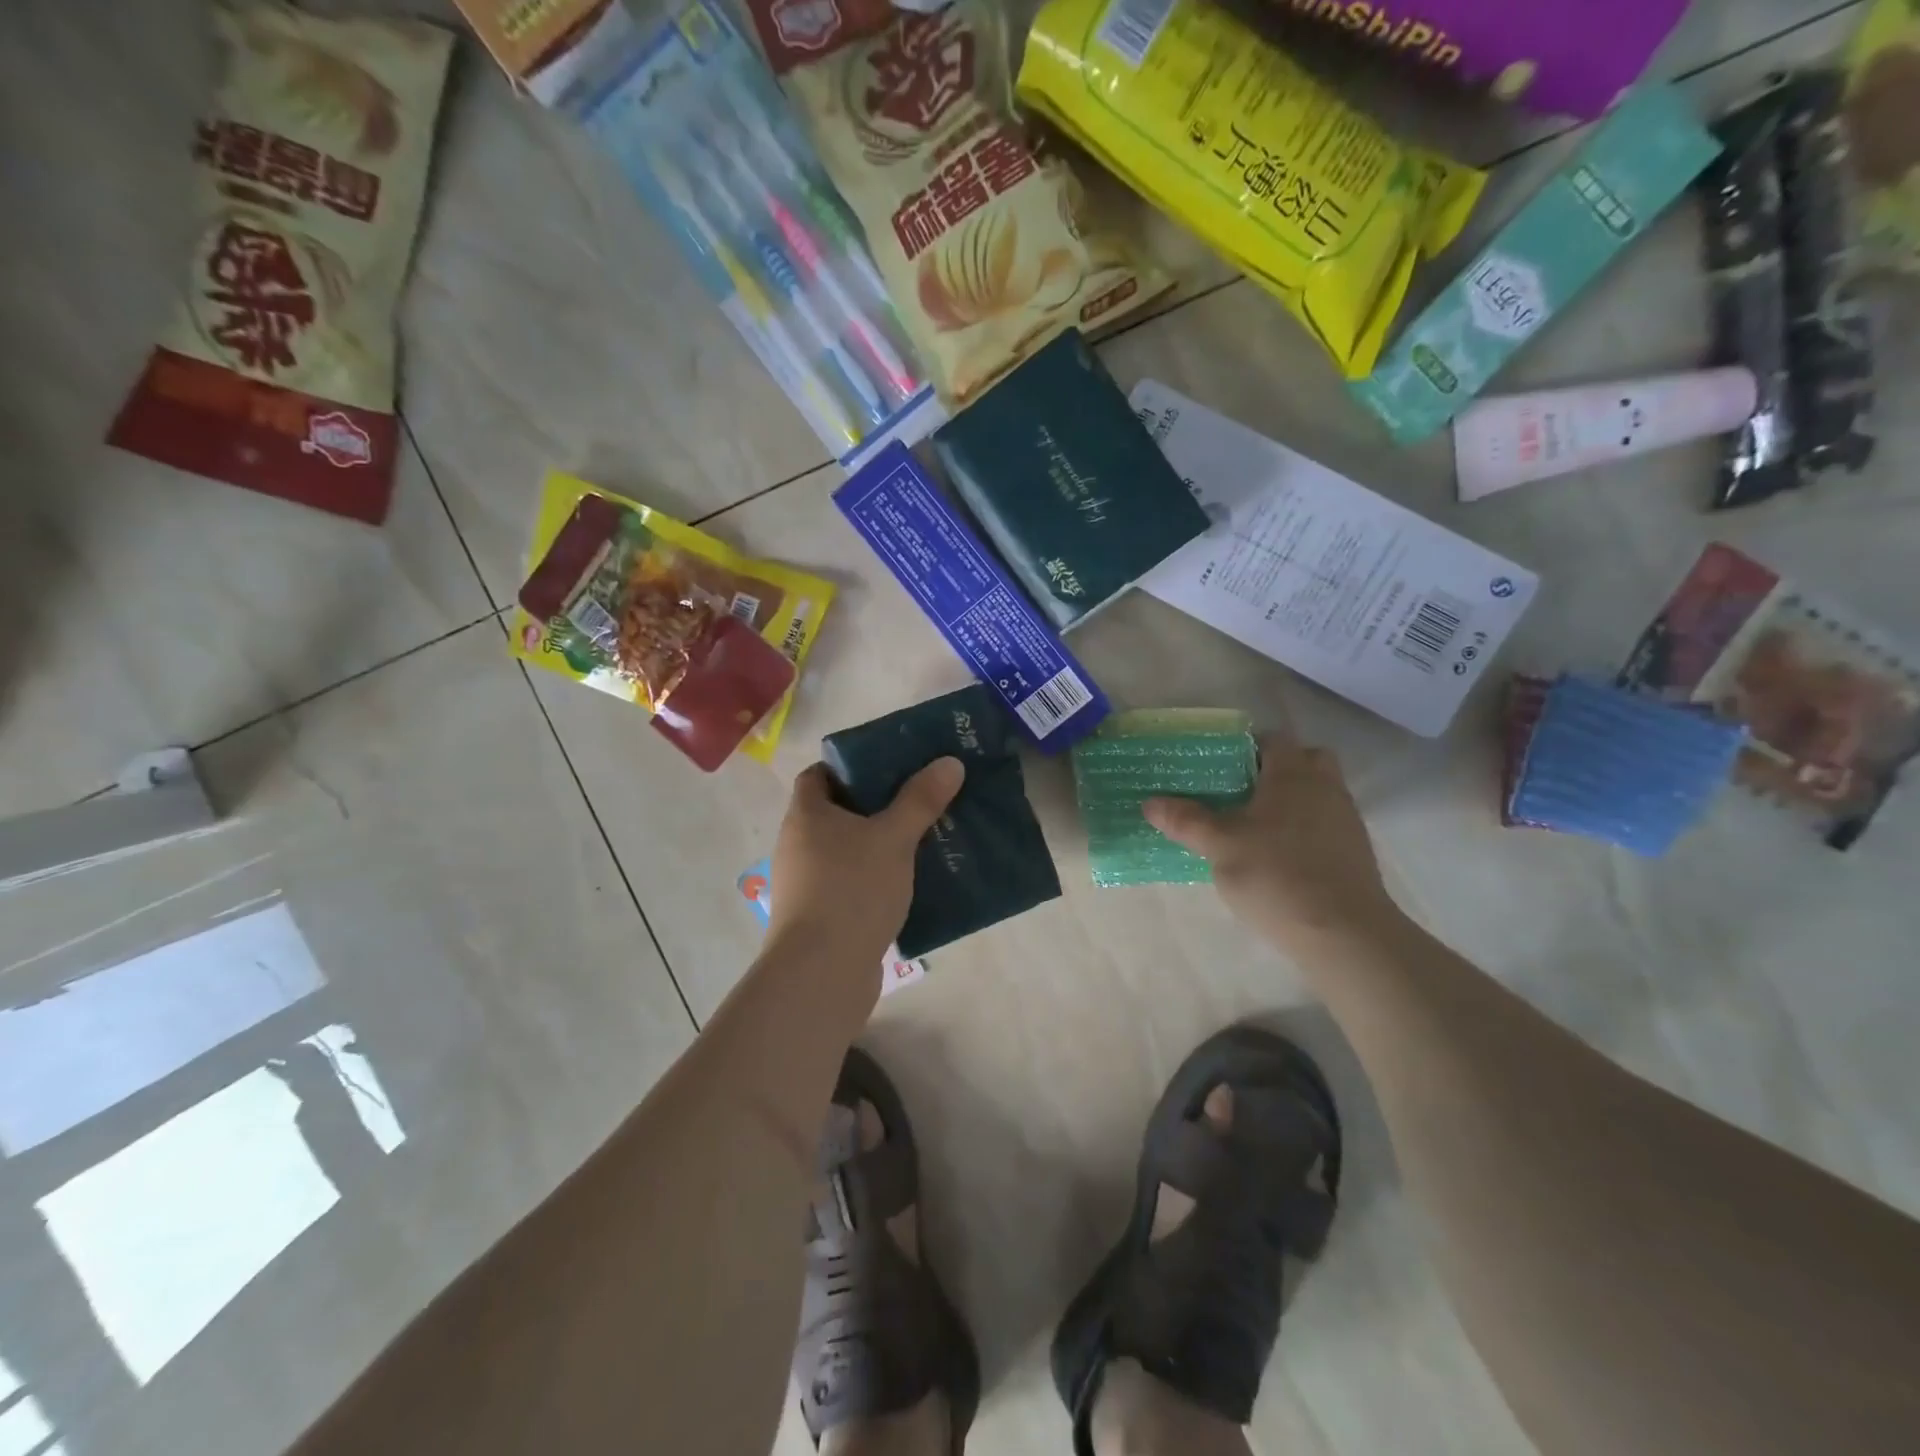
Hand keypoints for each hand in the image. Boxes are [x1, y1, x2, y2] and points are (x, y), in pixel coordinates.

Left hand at [767, 758, 965, 968]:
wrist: (821, 973)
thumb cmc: (852, 890)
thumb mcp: (893, 839)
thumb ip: (920, 800)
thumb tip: (949, 762)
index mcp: (806, 815)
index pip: (819, 774)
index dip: (850, 766)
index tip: (888, 767)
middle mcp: (797, 844)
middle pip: (836, 812)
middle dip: (875, 805)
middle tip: (916, 800)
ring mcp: (805, 883)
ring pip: (845, 850)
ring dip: (878, 844)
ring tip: (921, 839)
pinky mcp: (819, 915)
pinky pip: (850, 882)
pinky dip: (874, 877)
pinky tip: (908, 883)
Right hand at [1145, 738, 1401, 954]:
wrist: (1344, 933)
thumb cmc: (1276, 875)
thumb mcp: (1219, 847)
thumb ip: (1186, 821)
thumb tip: (1149, 802)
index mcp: (1292, 774)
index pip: (1272, 739)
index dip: (1245, 747)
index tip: (1218, 768)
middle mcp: (1325, 787)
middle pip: (1305, 760)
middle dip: (1275, 770)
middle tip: (1241, 793)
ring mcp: (1346, 820)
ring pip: (1317, 793)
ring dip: (1292, 801)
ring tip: (1255, 828)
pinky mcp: (1355, 852)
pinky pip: (1326, 824)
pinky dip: (1304, 830)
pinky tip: (1279, 857)